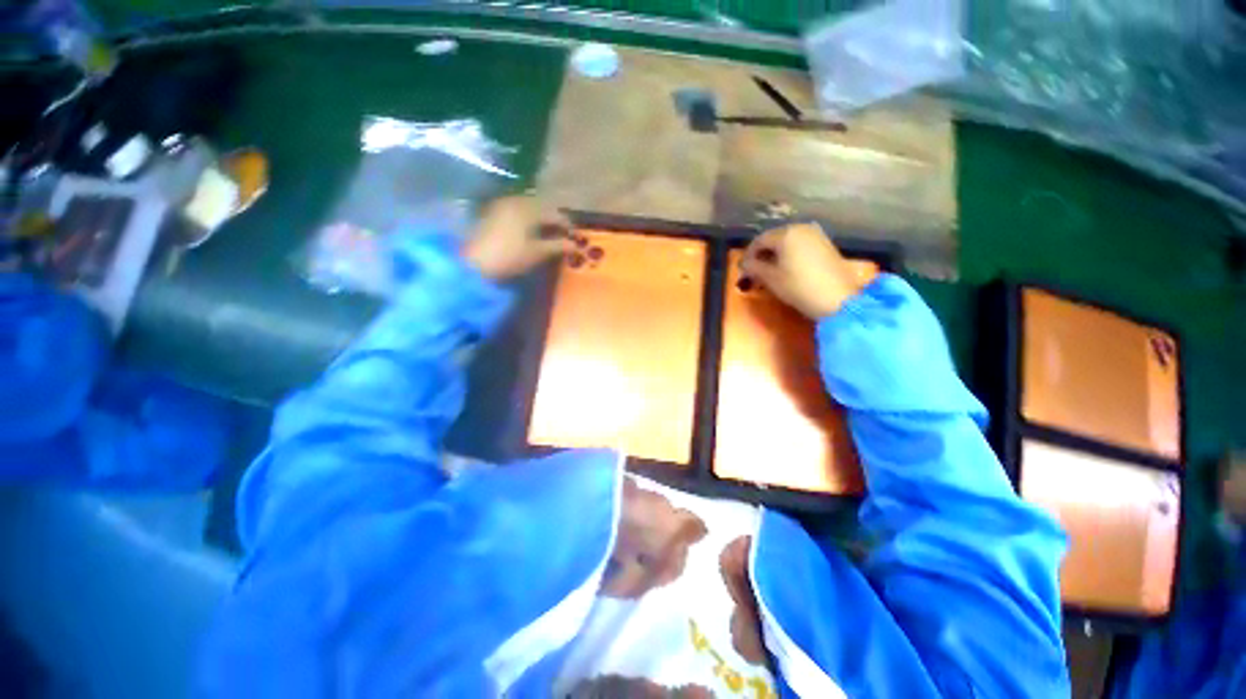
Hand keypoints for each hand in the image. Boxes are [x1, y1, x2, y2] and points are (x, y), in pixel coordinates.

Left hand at [463, 196, 572, 279]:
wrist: (473, 263)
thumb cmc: (509, 257)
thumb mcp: (537, 252)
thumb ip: (558, 246)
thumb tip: (575, 245)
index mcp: (529, 208)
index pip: (555, 213)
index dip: (567, 225)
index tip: (574, 238)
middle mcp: (516, 200)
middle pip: (542, 206)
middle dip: (554, 220)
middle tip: (562, 235)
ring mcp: (502, 204)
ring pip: (529, 207)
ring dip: (541, 218)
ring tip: (547, 234)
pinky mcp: (493, 211)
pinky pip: (517, 210)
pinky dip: (527, 218)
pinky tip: (529, 231)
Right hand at [739, 222, 866, 319]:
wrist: (838, 299)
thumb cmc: (798, 286)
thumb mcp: (770, 278)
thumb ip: (753, 268)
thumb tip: (744, 264)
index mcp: (786, 233)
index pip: (759, 240)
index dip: (748, 255)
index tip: (742, 269)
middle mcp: (801, 228)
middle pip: (774, 239)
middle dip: (762, 254)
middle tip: (754, 271)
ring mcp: (816, 235)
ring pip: (788, 242)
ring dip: (776, 255)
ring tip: (769, 272)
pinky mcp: (826, 245)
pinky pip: (801, 246)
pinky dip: (790, 255)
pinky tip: (787, 269)